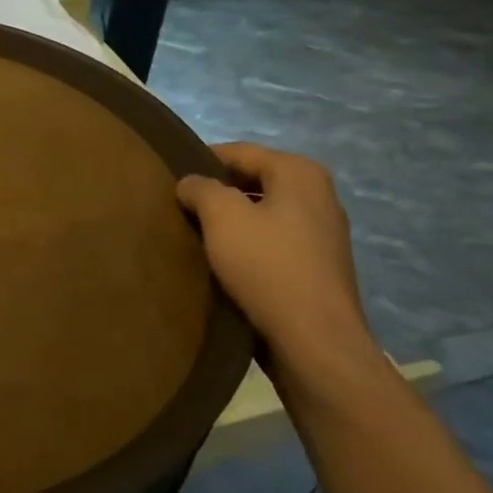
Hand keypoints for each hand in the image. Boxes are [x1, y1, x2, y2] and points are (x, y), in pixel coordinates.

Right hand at [175, 143, 377, 378]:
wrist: (313, 340)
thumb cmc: (266, 267)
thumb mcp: (222, 217)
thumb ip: (201, 188)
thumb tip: (190, 183)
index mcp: (300, 173)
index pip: (239, 152)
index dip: (201, 161)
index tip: (170, 179)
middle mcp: (318, 195)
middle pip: (253, 181)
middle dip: (216, 192)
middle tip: (178, 209)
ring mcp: (322, 233)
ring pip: (262, 214)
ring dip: (230, 222)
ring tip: (194, 236)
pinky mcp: (317, 266)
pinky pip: (272, 242)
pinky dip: (246, 245)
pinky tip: (222, 263)